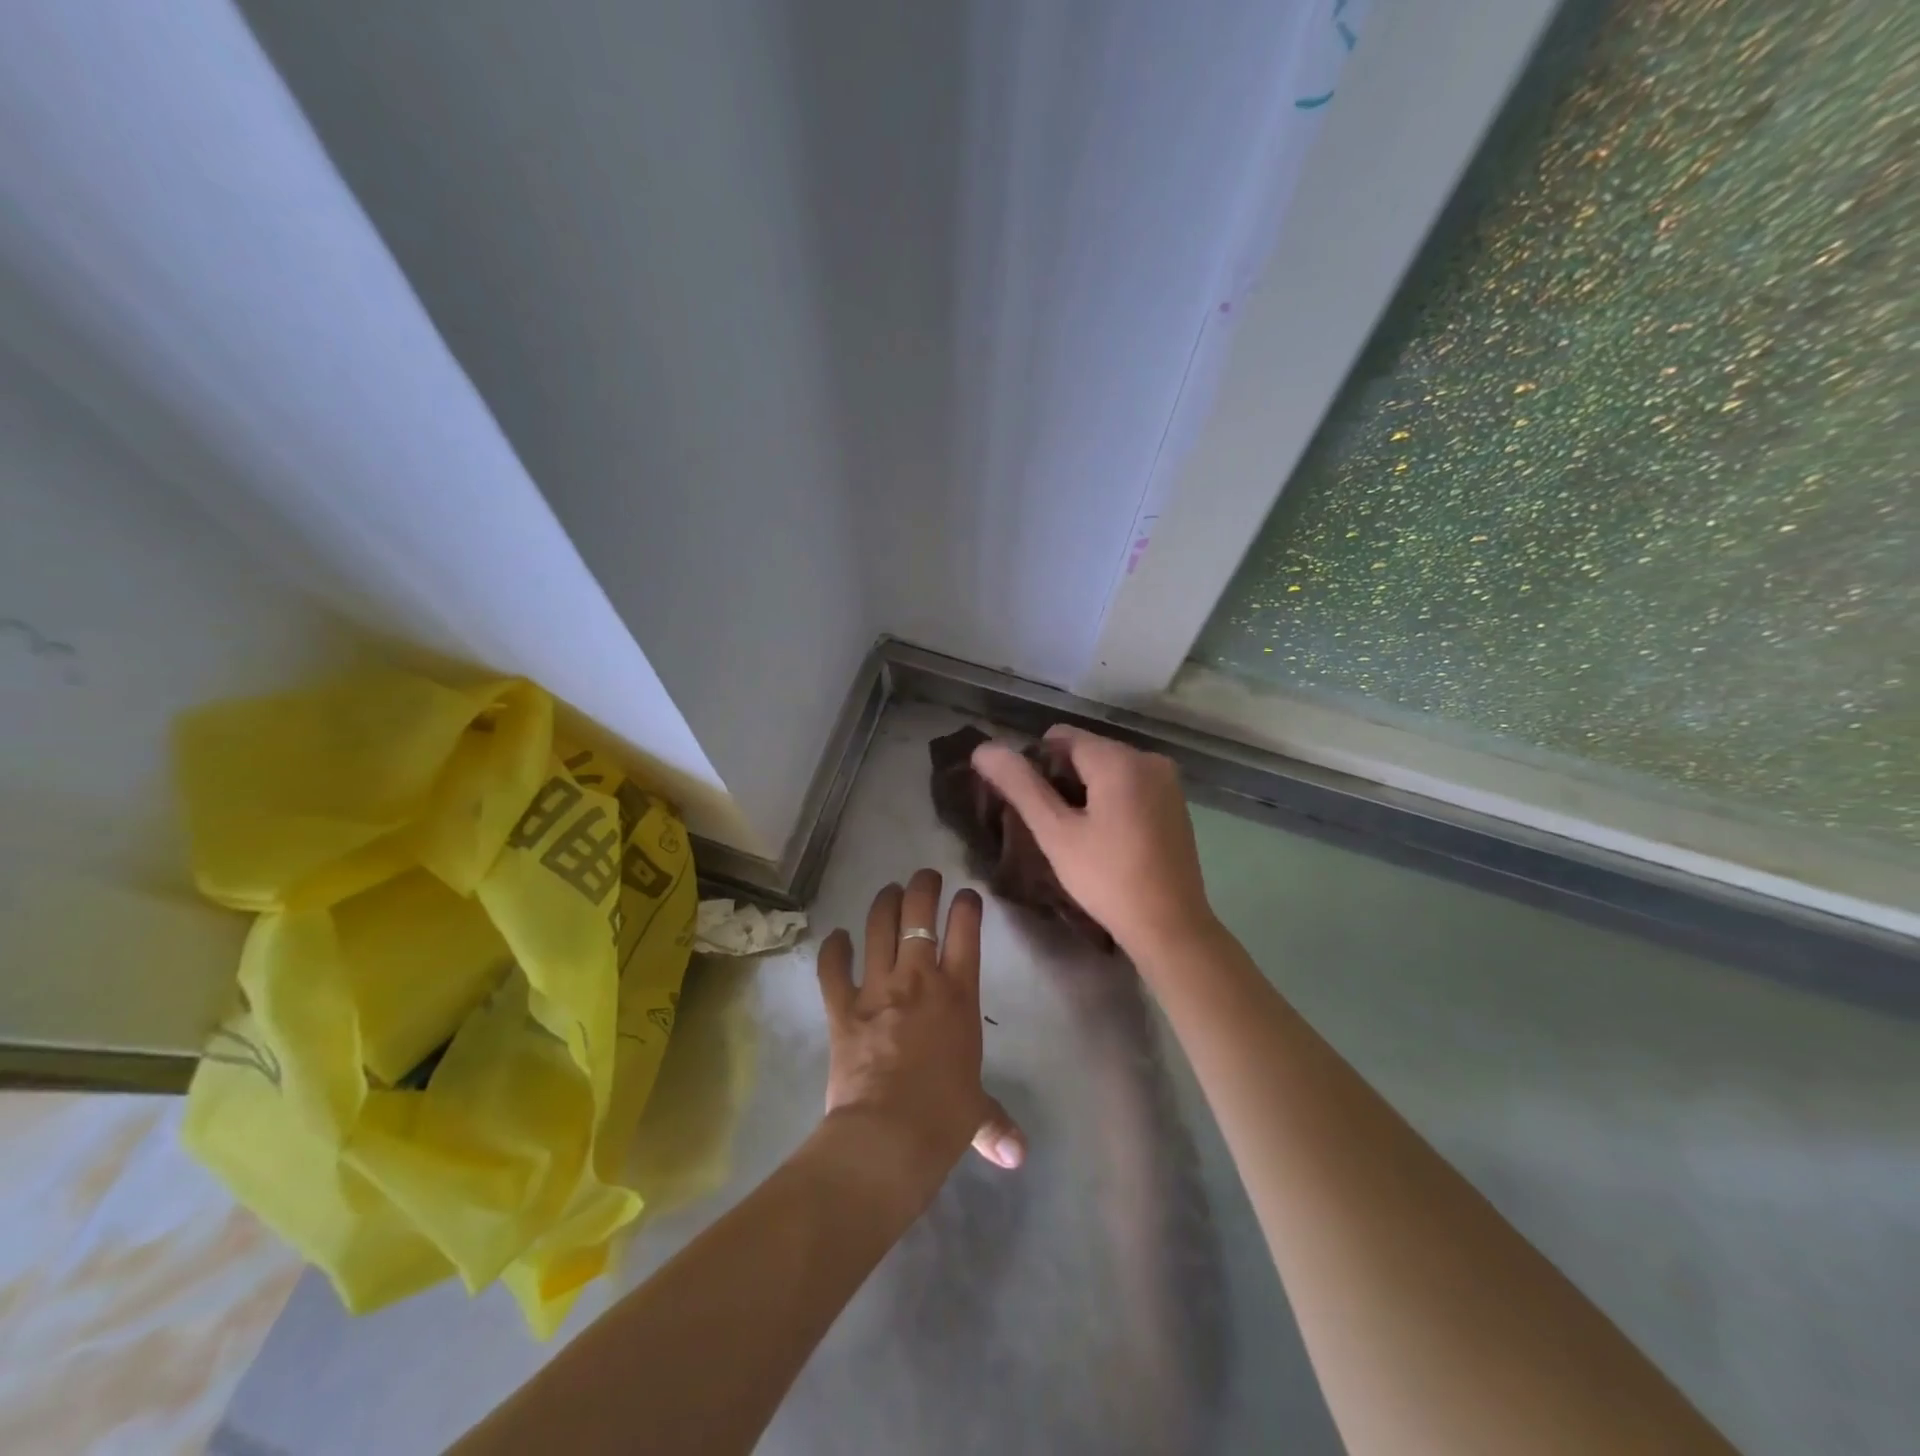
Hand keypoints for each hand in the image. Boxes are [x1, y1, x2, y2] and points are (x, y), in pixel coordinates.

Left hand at [816, 869, 1025, 1176]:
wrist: (888, 1135)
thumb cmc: (943, 1119)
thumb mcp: (974, 1114)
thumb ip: (994, 1123)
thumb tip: (1017, 1156)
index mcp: (959, 996)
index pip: (966, 933)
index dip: (967, 906)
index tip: (966, 896)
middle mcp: (918, 980)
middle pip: (919, 915)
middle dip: (922, 888)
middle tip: (924, 877)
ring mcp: (877, 988)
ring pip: (878, 928)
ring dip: (883, 903)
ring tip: (888, 891)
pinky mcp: (842, 1007)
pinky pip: (833, 968)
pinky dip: (833, 949)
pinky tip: (836, 937)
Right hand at [971, 725, 1216, 960]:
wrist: (1170, 927)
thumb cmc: (1107, 879)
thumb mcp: (1055, 833)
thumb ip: (1019, 786)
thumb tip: (984, 749)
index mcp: (1119, 758)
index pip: (1060, 737)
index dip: (1035, 765)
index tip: (1031, 806)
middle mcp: (1148, 758)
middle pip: (1086, 751)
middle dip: (1061, 779)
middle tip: (1050, 826)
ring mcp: (1167, 781)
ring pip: (1107, 769)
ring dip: (1084, 791)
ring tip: (1075, 835)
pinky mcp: (1175, 803)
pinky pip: (1130, 785)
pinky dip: (1110, 800)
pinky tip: (1105, 838)